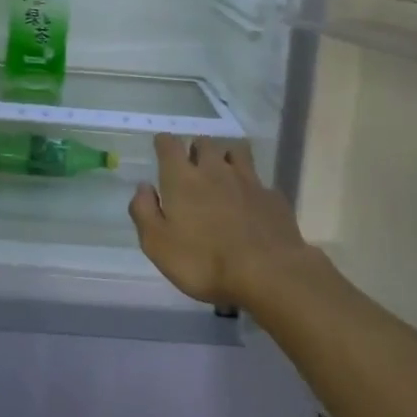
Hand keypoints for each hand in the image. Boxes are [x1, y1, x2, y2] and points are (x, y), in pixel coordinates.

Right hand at [128, 134, 325, 308]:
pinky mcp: (272, 196)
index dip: (163, 142)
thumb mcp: (158, 245)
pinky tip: (250, 201)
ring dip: (226, 156)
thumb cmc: (204, 262)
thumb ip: (144, 211)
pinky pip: (259, 180)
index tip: (161, 147)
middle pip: (204, 143)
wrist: (268, 273)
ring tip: (223, 172)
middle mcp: (215, 170)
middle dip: (195, 148)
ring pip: (236, 151)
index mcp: (183, 179)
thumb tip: (143, 187)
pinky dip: (251, 185)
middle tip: (192, 164)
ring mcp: (248, 180)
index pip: (169, 145)